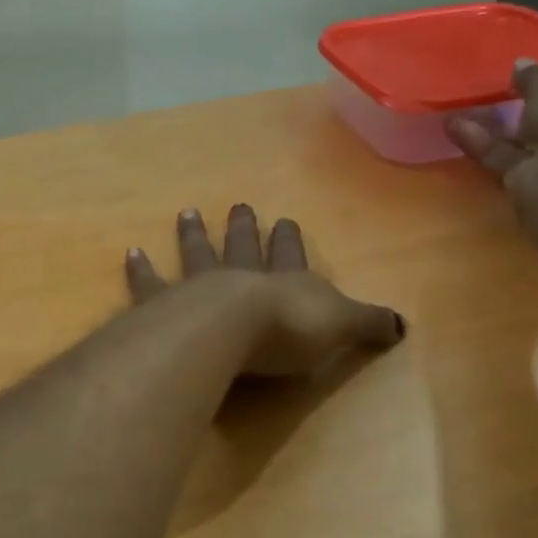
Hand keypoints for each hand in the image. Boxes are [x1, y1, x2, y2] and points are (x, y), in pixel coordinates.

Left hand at [125, 207, 405, 376]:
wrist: (232, 331)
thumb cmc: (290, 330)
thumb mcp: (341, 327)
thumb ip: (368, 324)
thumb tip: (405, 326)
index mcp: (285, 282)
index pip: (292, 257)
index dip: (291, 242)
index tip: (286, 221)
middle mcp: (242, 277)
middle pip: (245, 247)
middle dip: (245, 229)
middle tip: (241, 205)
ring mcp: (200, 287)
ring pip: (198, 254)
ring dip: (194, 236)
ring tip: (187, 213)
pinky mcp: (164, 305)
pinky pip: (150, 284)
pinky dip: (141, 270)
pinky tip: (131, 252)